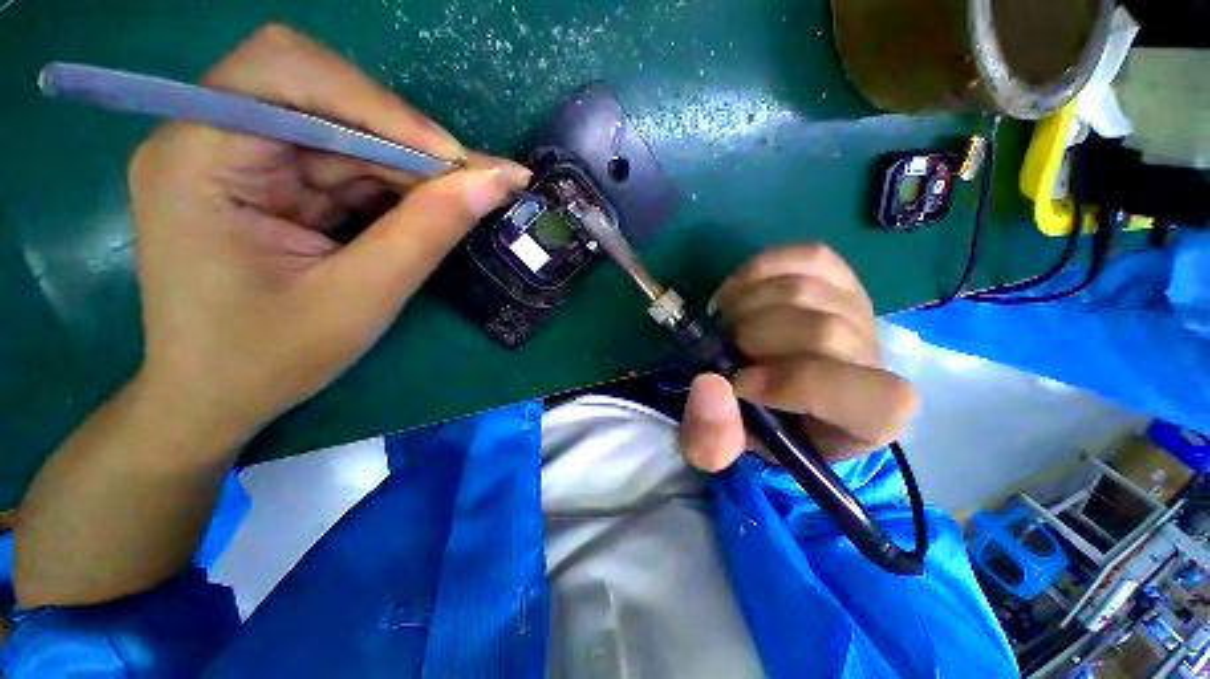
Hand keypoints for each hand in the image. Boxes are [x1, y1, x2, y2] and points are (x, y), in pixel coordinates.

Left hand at [128, 24, 528, 444]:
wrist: (215, 398)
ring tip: (466, 198)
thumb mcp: (360, 298)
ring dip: (411, 167)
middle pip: (323, 96)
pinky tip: (428, 211)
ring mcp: (237, 158)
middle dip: (407, 139)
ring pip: (345, 132)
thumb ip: (428, 231)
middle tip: (477, 182)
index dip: (382, 105)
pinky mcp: (266, 181)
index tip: (456, 161)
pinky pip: (344, 164)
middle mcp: (208, 138)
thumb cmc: (269, 359)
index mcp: (198, 157)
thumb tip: (495, 181)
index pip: (288, 72)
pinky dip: (394, 186)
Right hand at [680, 244, 917, 471]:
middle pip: (822, 332)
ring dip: (745, 306)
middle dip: (753, 338)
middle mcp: (877, 359)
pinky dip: (758, 271)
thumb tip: (709, 384)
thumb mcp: (727, 449)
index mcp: (869, 418)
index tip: (739, 384)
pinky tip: (738, 294)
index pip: (861, 396)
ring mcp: (859, 309)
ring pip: (804, 290)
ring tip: (726, 324)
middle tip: (723, 348)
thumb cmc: (756, 424)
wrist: (773, 387)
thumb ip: (713, 438)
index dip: (791, 384)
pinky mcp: (838, 276)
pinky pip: (806, 256)